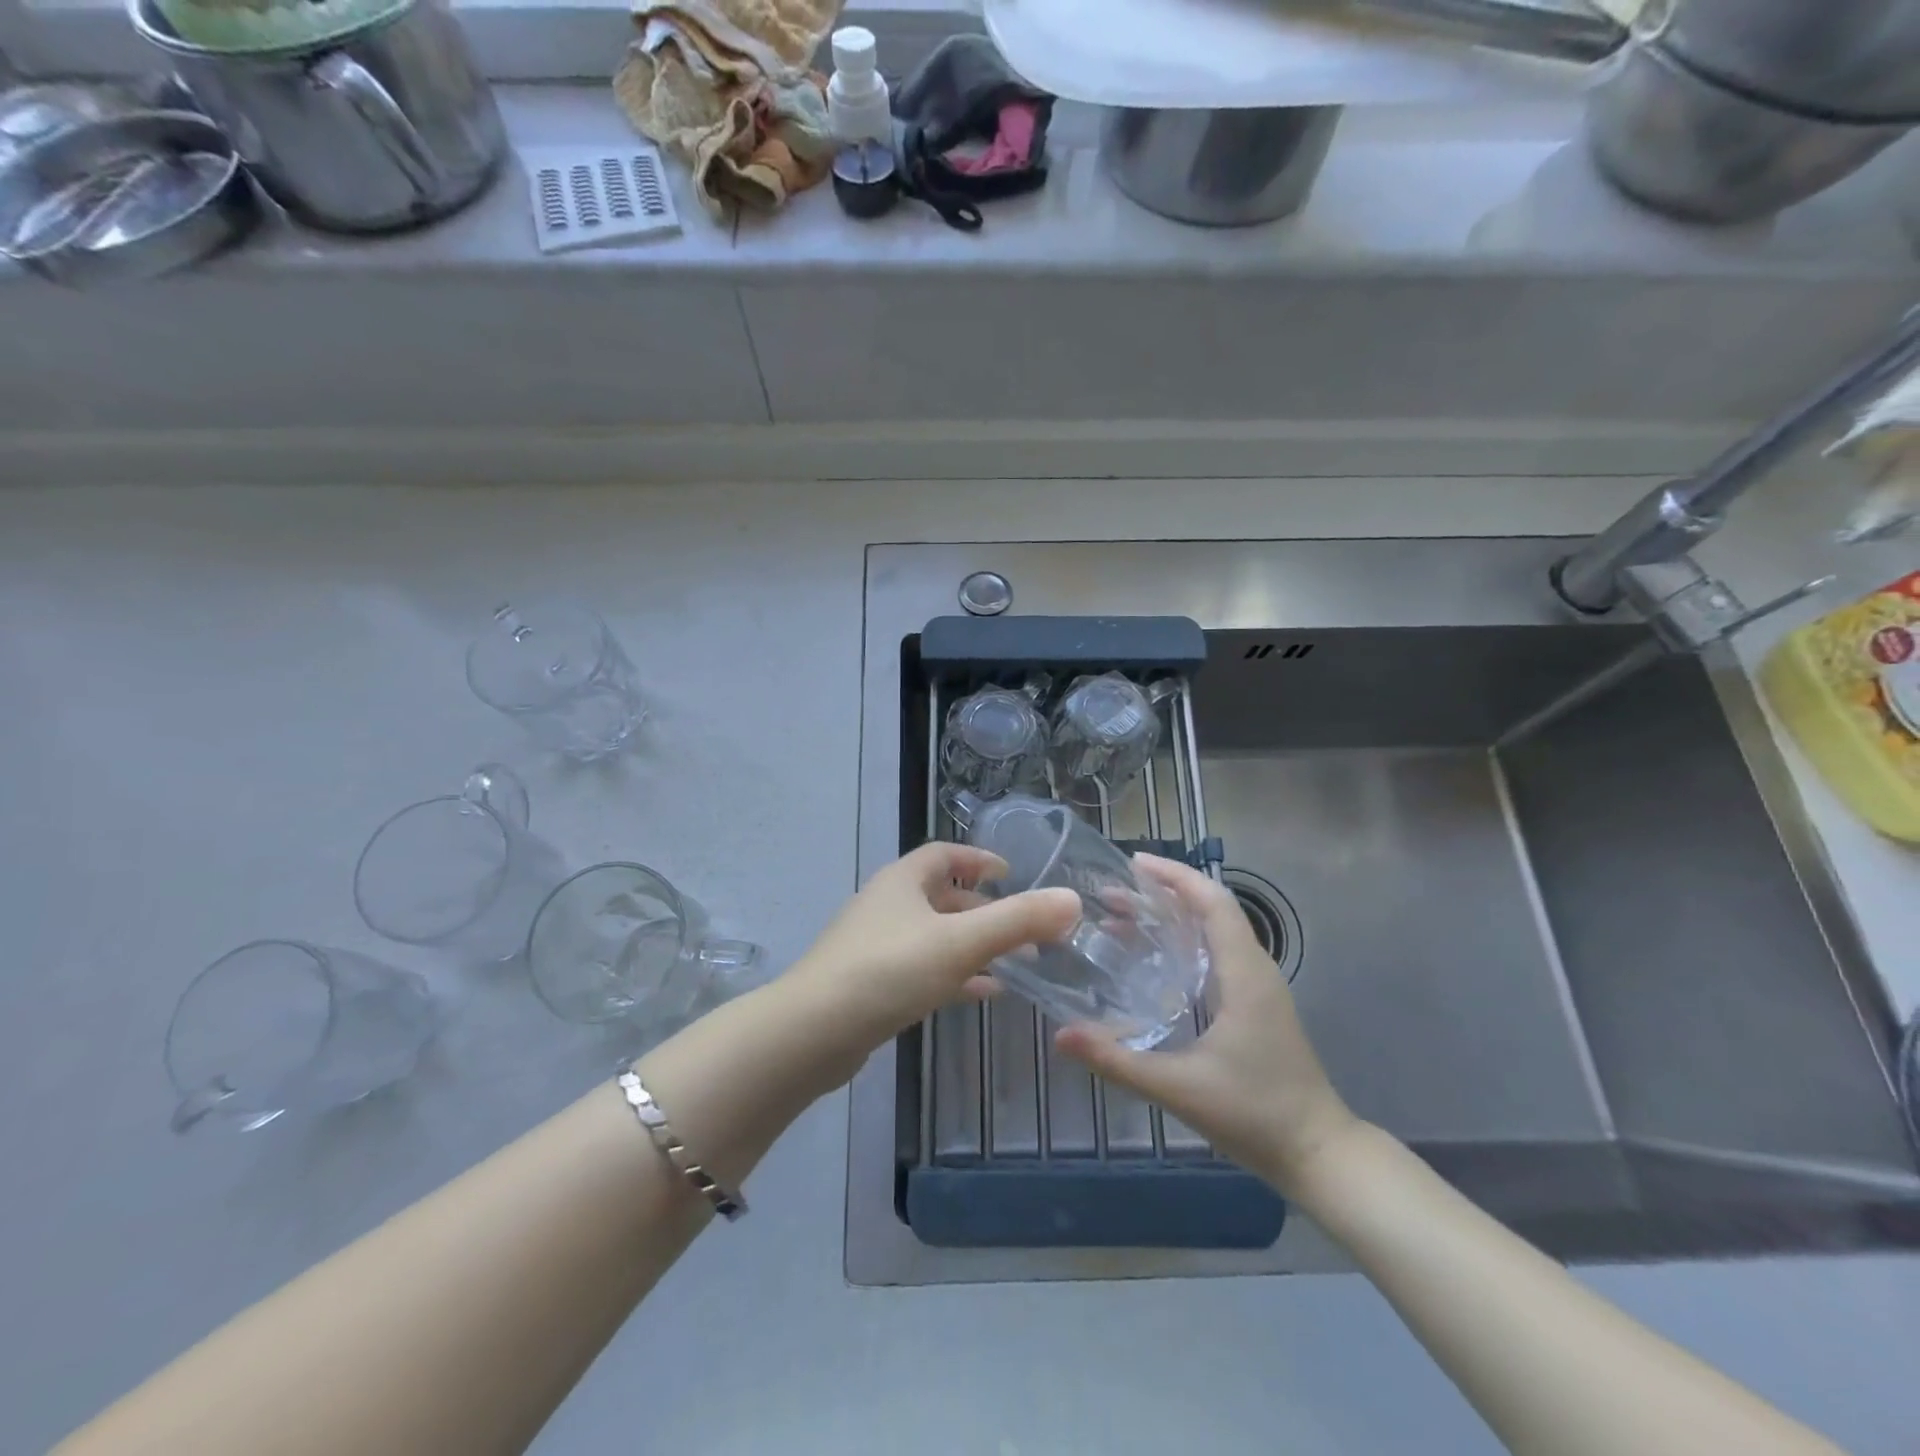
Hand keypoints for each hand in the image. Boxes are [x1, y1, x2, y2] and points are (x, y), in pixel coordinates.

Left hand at [783, 842, 1080, 1081]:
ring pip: (934, 935)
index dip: (979, 859)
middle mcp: (886, 905)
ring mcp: (875, 945)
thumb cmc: (888, 970)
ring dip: (973, 945)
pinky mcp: (871, 984)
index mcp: (902, 881)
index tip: (1011, 874)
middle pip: (941, 896)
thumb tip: (1072, 899)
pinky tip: (981, 993)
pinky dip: (954, 974)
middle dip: (984, 909)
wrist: (812, 1032)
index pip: (943, 855)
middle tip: (1024, 929)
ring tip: (1015, 963)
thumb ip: (1017, 920)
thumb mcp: (960, 942)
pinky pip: (922, 969)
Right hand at [1055, 855, 1356, 1195]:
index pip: (1213, 901)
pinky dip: (1185, 940)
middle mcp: (1255, 969)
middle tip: (1110, 895)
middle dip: (1163, 893)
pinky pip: (1218, 952)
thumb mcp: (1178, 1088)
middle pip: (1211, 908)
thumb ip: (1118, 1060)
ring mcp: (1259, 987)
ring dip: (1172, 916)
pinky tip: (1154, 960)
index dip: (1175, 875)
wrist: (1319, 1155)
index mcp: (1244, 973)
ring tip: (1122, 919)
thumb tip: (1061, 1036)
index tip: (1133, 863)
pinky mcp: (1257, 1004)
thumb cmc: (1254, 1114)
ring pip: (1215, 930)